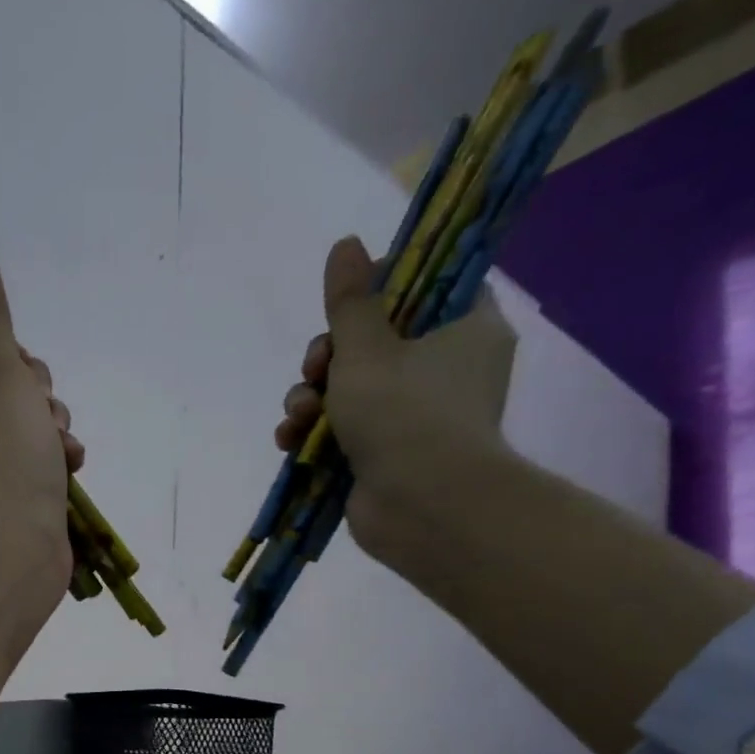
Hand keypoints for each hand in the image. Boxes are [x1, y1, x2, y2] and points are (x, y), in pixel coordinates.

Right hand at [275, 236, 515, 559]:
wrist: (422, 509)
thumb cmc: (404, 415)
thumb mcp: (367, 348)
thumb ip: (350, 301)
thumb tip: (345, 244)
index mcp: (464, 328)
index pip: (428, 286)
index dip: (382, 288)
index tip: (347, 302)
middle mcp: (445, 368)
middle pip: (376, 340)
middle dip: (329, 356)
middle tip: (315, 367)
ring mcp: (415, 416)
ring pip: (351, 388)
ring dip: (312, 397)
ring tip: (297, 416)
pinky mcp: (386, 454)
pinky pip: (345, 429)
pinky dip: (315, 433)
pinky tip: (290, 440)